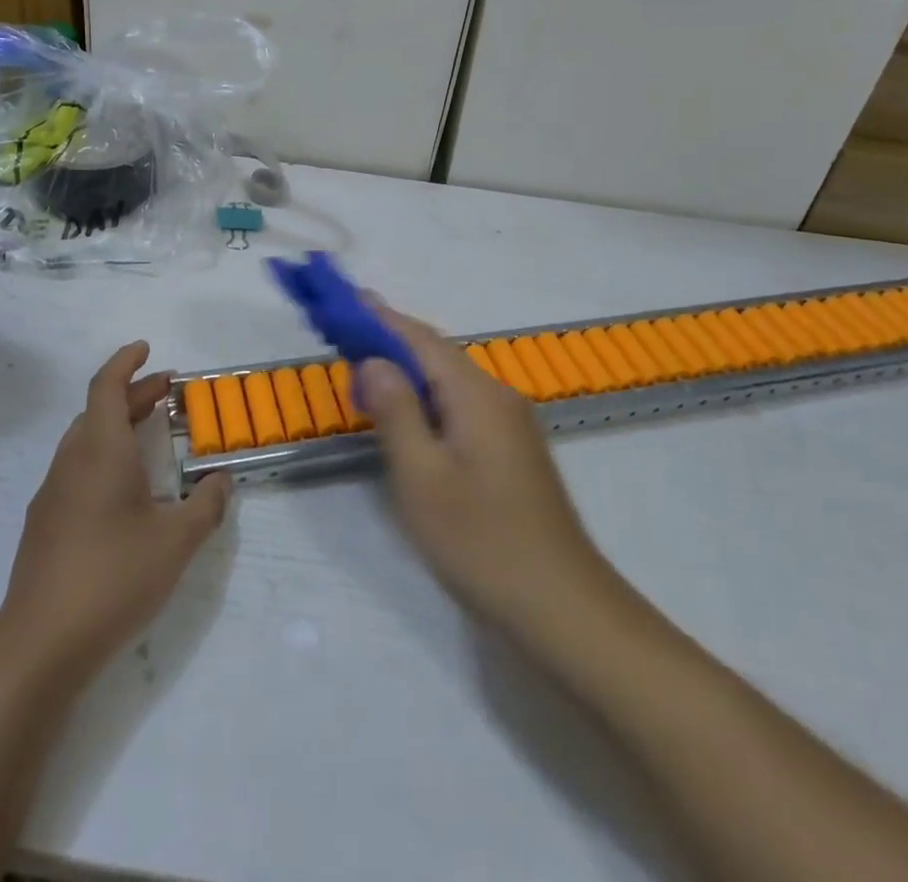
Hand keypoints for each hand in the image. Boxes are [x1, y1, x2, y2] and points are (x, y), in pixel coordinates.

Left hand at [0, 341, 230, 679]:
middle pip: (98, 411)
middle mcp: (71, 463)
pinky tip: (124, 492)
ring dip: (116, 426)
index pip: (106, 387)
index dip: (126, 362)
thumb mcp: (176, 542)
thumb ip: (206, 506)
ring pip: (84, 441)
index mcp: (100, 452)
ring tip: (150, 436)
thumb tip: (222, 480)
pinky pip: (76, 470)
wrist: (38, 647)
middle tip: (168, 394)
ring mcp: (52, 495)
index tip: (146, 349)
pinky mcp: (43, 526)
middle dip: (132, 395)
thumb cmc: (112, 579)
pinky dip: (103, 457)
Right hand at [359, 305, 616, 646]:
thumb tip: (373, 360)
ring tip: (366, 370)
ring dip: (408, 371)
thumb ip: (396, 412)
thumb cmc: (482, 542)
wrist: (563, 607)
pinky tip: (409, 415)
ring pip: (450, 381)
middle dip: (391, 341)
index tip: (347, 299)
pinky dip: (427, 397)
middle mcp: (498, 396)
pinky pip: (461, 404)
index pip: (421, 339)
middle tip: (345, 336)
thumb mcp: (422, 478)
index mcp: (476, 394)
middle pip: (437, 355)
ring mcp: (510, 423)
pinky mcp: (512, 449)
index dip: (381, 318)